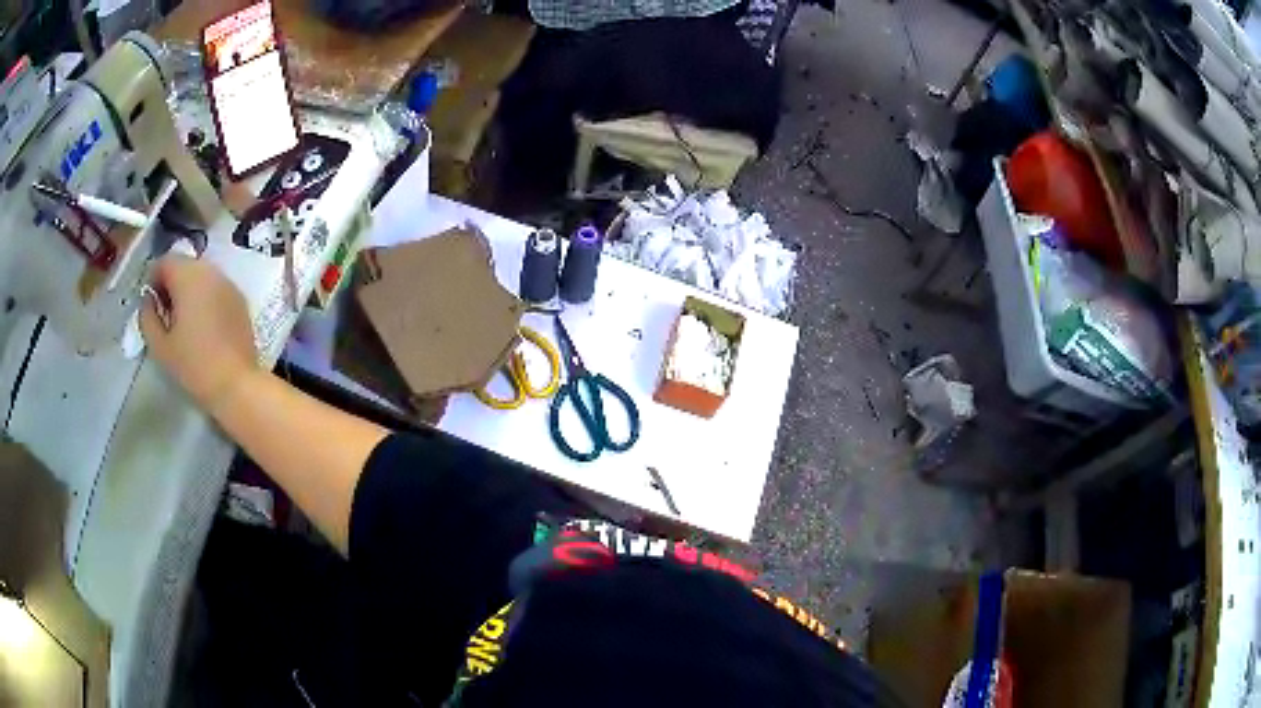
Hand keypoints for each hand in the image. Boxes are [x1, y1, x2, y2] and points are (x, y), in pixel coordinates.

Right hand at [140, 256, 259, 417]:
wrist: (236, 384)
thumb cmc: (193, 365)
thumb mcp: (159, 345)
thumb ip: (147, 316)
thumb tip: (148, 300)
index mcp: (189, 276)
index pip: (165, 261)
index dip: (153, 280)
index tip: (150, 305)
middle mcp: (211, 271)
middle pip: (184, 265)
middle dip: (170, 284)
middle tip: (164, 314)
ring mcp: (228, 283)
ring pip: (201, 275)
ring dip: (187, 290)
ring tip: (182, 322)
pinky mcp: (240, 299)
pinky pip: (215, 288)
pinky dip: (204, 298)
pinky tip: (201, 326)